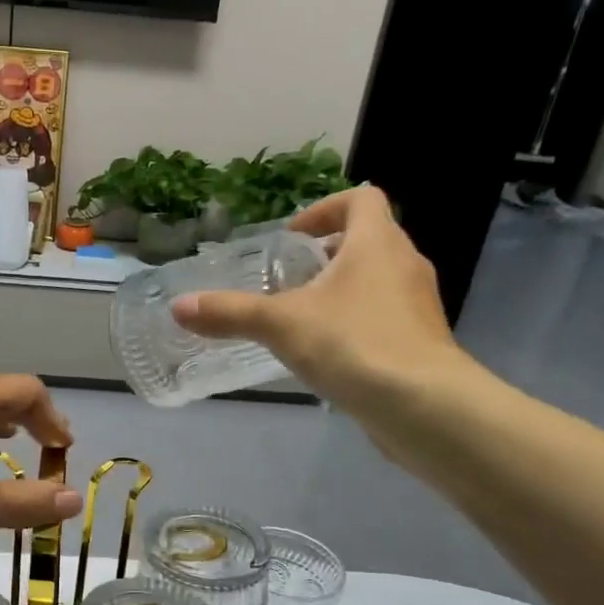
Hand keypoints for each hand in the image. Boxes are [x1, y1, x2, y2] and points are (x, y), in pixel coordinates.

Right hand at [172, 186, 487, 448]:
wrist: (424, 406)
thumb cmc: (354, 344)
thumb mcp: (281, 325)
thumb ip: (230, 313)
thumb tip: (179, 307)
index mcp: (377, 242)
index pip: (361, 198)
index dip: (325, 209)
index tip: (293, 239)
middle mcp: (405, 264)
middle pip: (368, 240)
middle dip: (326, 255)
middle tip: (288, 281)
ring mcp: (418, 304)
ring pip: (377, 280)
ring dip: (342, 290)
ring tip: (302, 319)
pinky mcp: (421, 341)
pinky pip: (385, 316)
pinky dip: (357, 322)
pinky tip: (329, 355)